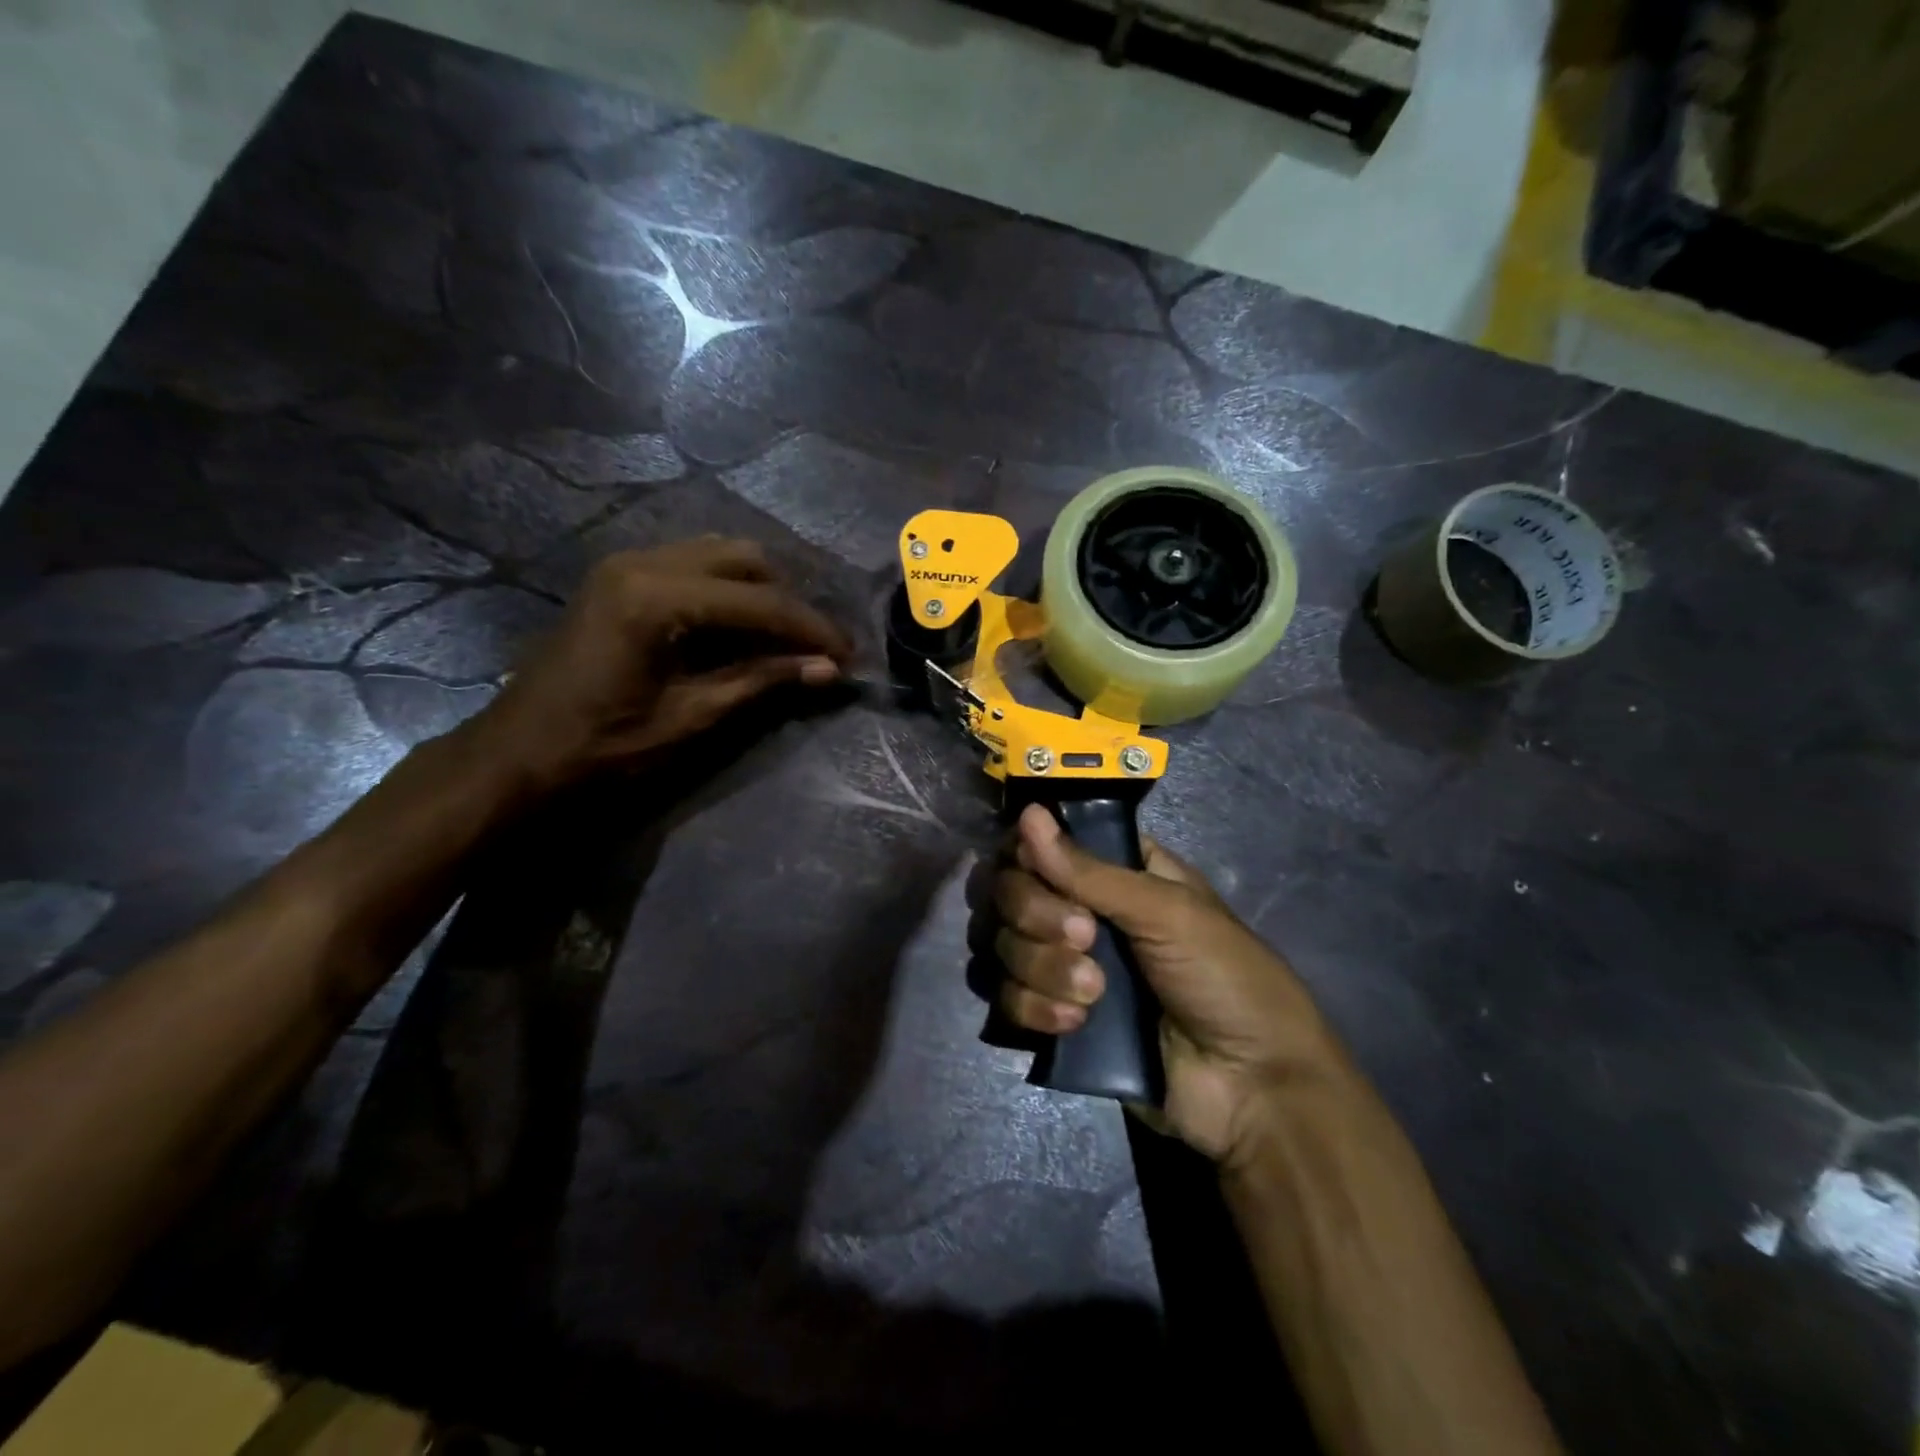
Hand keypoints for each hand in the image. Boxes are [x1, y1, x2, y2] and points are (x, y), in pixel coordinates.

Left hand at [476, 538, 851, 788]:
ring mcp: (626, 563)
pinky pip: (693, 566)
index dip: (811, 629)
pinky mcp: (619, 577)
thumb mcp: (691, 717)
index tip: (849, 654)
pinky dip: (728, 591)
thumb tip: (828, 669)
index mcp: (656, 597)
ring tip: (785, 638)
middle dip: (789, 602)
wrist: (518, 755)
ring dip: (760, 592)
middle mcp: (642, 561)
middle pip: (744, 560)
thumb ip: (761, 681)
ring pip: (719, 555)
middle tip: (816, 647)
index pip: (759, 602)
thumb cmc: (603, 746)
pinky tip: (742, 627)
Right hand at [987, 805, 1343, 1165]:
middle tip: (1087, 939)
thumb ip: (1090, 871)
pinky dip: (1035, 1007)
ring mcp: (1066, 966)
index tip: (1038, 869)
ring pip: (1007, 944)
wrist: (1249, 1089)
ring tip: (1094, 994)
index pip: (1045, 844)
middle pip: (1014, 891)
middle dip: (1040, 915)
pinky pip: (1009, 998)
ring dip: (1043, 968)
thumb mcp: (1168, 912)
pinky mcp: (1055, 1017)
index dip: (1030, 854)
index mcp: (1119, 873)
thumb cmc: (1224, 978)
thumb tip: (1029, 813)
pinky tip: (1075, 1024)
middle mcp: (1084, 911)